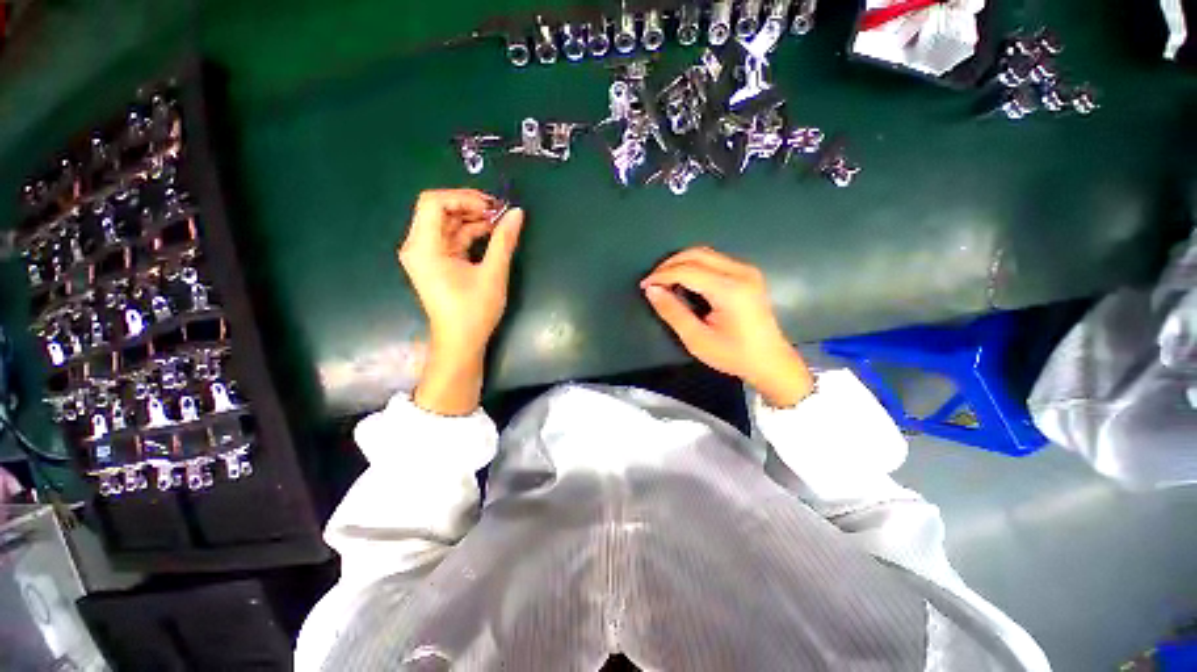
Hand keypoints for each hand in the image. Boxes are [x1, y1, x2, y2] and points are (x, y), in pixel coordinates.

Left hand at [398, 189, 523, 413]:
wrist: (461, 342)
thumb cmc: (474, 311)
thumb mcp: (493, 273)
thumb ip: (504, 240)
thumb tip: (517, 213)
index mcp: (424, 247)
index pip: (434, 202)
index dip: (463, 198)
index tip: (492, 207)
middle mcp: (418, 246)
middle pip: (439, 210)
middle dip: (470, 207)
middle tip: (499, 213)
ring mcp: (425, 255)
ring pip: (446, 223)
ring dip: (472, 220)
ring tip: (500, 223)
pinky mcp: (435, 263)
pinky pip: (451, 238)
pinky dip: (470, 233)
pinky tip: (491, 235)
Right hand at [641, 247, 813, 407]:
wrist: (770, 361)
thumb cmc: (733, 355)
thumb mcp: (697, 339)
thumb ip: (672, 312)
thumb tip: (652, 290)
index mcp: (729, 290)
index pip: (687, 270)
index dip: (662, 275)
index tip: (645, 285)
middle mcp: (740, 272)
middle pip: (697, 254)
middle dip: (670, 264)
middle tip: (653, 282)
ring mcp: (747, 270)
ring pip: (705, 253)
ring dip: (681, 263)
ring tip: (664, 281)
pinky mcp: (747, 274)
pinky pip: (714, 260)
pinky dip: (694, 266)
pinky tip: (684, 281)